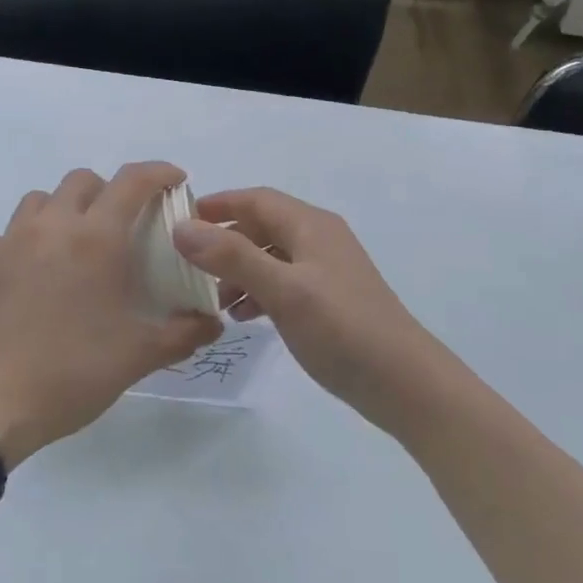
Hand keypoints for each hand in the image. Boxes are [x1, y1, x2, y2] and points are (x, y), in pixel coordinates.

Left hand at [0, 162, 221, 465]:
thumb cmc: (69, 373)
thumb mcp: (138, 357)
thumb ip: (184, 333)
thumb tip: (214, 323)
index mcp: (96, 238)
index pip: (133, 181)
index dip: (160, 172)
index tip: (176, 181)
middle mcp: (52, 225)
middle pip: (83, 180)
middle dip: (110, 190)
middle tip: (125, 225)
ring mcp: (11, 241)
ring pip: (42, 198)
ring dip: (66, 208)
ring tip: (78, 244)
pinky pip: (11, 232)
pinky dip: (30, 238)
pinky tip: (36, 273)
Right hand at [173, 188, 437, 431]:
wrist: (404, 382)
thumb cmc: (342, 328)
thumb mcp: (284, 290)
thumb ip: (233, 257)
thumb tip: (182, 228)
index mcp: (310, 225)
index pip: (256, 199)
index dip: (218, 205)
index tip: (178, 221)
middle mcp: (318, 239)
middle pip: (261, 226)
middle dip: (224, 241)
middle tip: (187, 265)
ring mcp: (325, 270)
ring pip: (270, 257)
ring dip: (239, 271)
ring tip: (213, 300)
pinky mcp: (328, 299)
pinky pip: (282, 282)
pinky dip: (258, 292)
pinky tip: (243, 317)